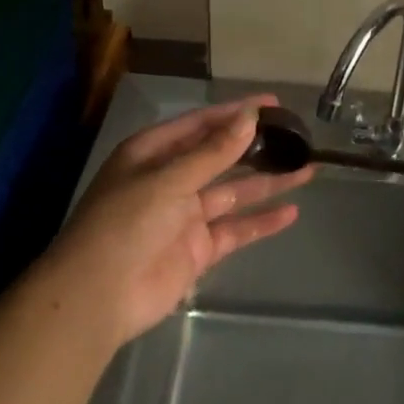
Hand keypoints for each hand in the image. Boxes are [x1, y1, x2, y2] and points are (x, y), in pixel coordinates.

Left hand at [43, 96, 312, 344]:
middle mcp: (170, 179)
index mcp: (153, 153)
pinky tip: (291, 213)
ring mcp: (185, 216)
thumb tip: (249, 117)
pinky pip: (235, 230)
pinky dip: (261, 222)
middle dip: (256, 146)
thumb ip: (214, 152)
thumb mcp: (169, 179)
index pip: (202, 124)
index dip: (236, 112)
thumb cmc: (126, 223)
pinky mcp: (197, 250)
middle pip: (221, 156)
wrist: (96, 298)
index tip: (273, 104)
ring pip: (234, 192)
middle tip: (295, 135)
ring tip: (306, 169)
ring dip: (267, 181)